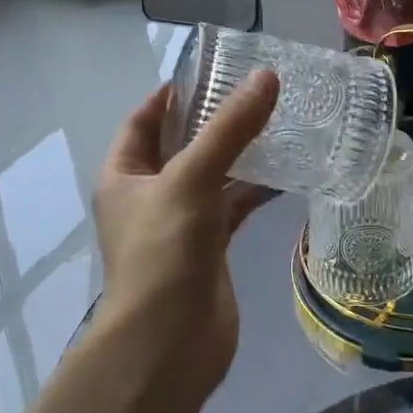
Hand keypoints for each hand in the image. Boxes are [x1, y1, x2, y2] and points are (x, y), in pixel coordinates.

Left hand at [91, 70, 279, 385]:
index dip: (172, 94)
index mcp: (125, 175)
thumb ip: (229, 128)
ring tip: (279, 123)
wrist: (169, 343)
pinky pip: (233, 207)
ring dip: (240, 154)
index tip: (213, 70)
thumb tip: (266, 78)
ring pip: (212, 176)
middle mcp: (149, 195)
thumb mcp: (191, 179)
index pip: (144, 119)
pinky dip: (255, 191)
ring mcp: (180, 223)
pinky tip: (287, 175)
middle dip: (215, 120)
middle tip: (257, 92)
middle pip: (182, 145)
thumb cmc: (164, 251)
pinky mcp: (210, 248)